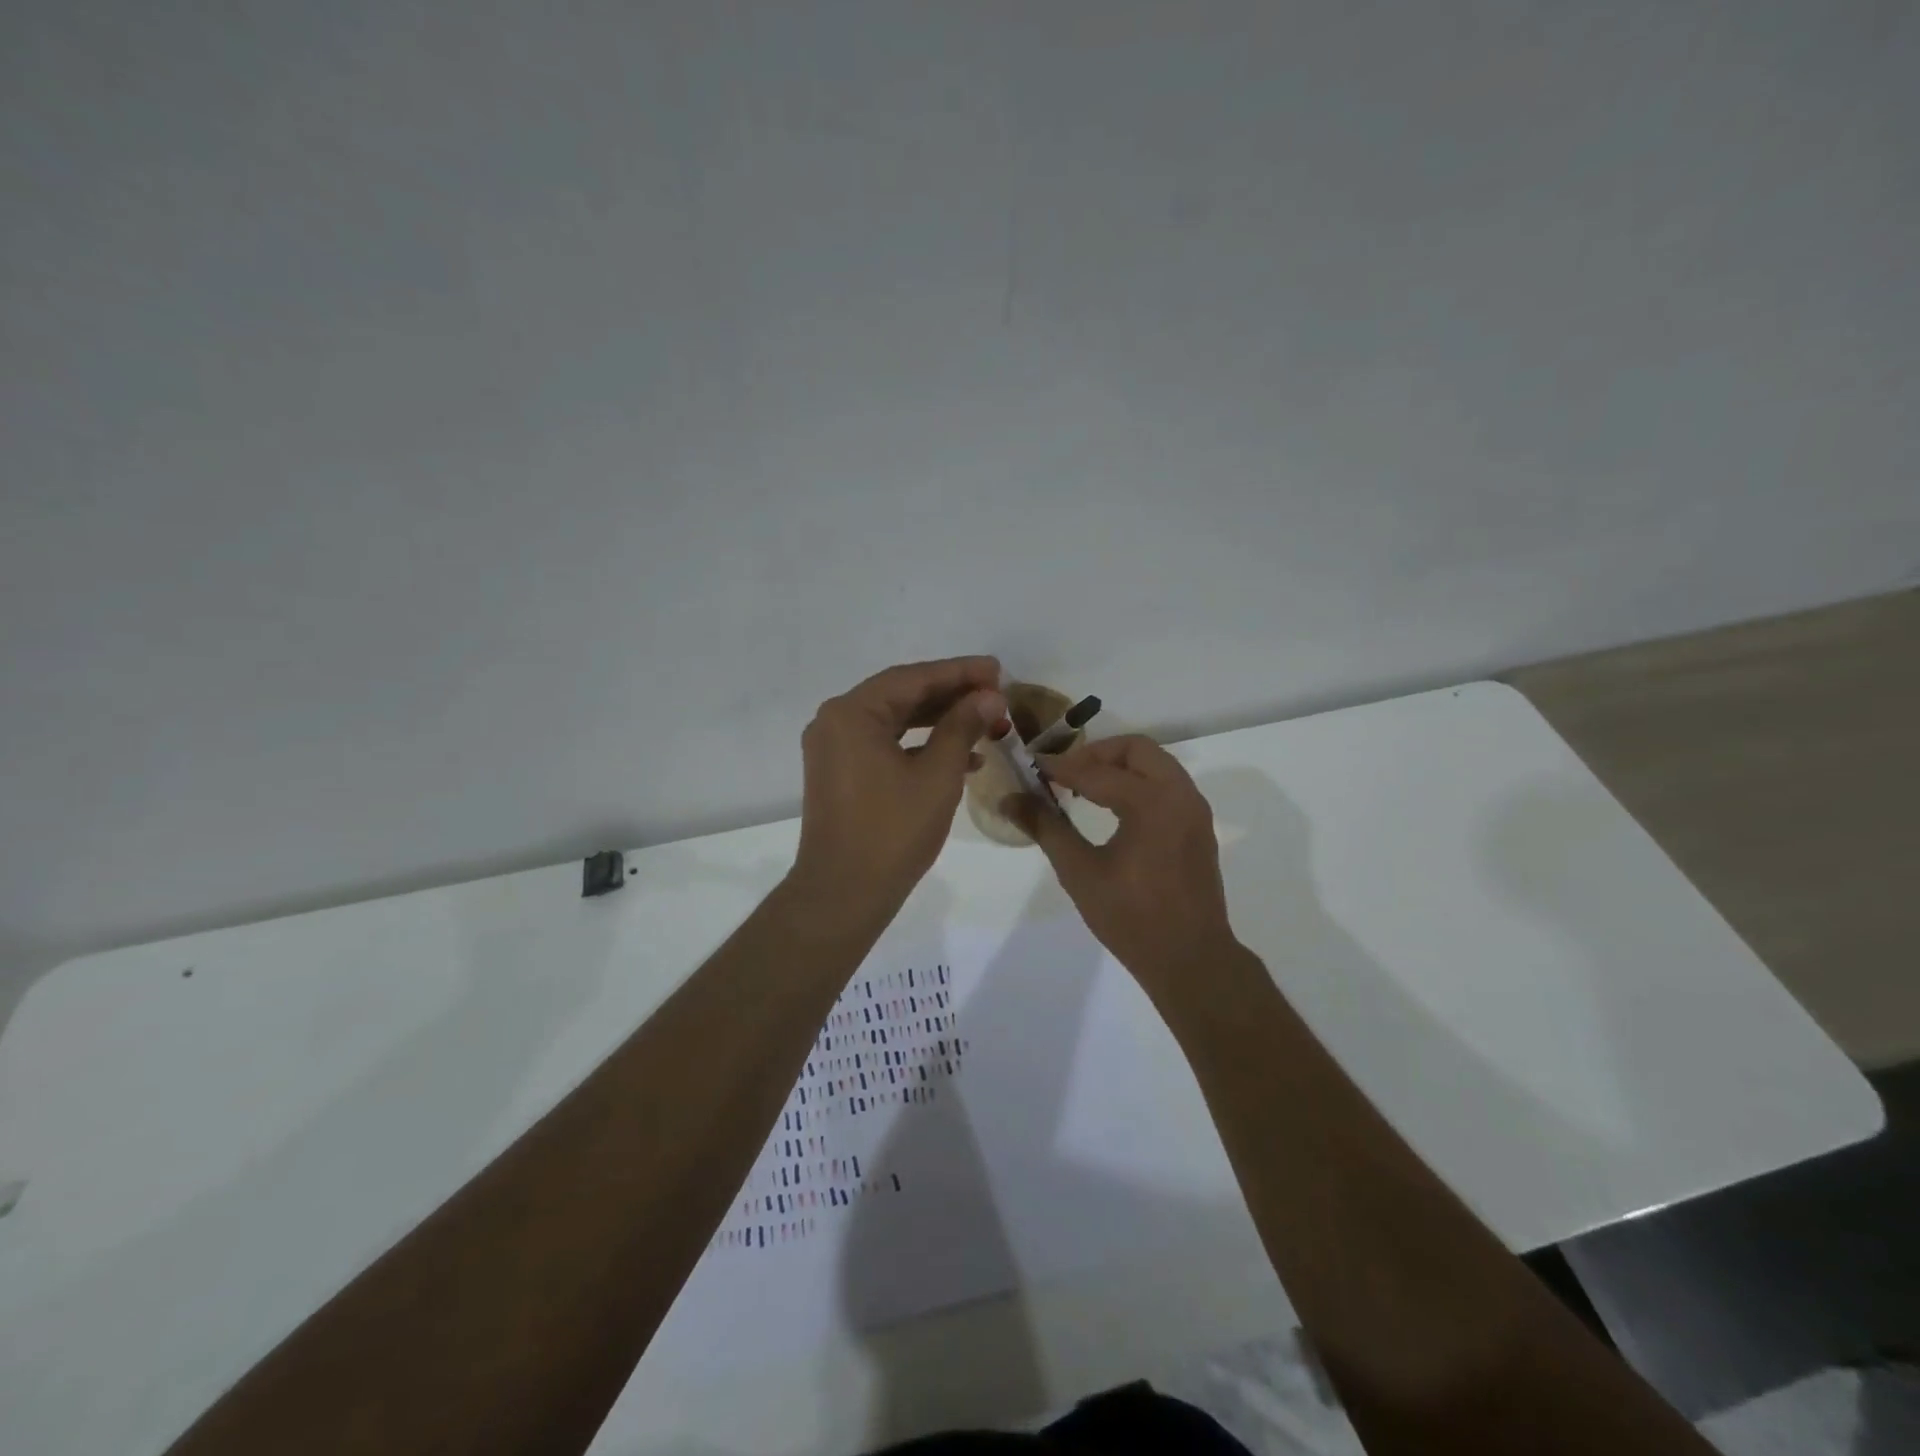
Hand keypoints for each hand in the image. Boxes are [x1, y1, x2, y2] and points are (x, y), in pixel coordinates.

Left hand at [791, 656, 1007, 925]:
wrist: (844, 894)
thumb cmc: (892, 832)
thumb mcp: (937, 775)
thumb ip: (963, 727)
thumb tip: (989, 697)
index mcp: (852, 713)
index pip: (913, 678)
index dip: (959, 672)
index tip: (997, 669)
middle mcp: (835, 722)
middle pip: (901, 696)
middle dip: (951, 695)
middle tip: (996, 693)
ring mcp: (834, 749)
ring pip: (895, 721)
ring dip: (940, 721)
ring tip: (986, 721)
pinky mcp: (840, 773)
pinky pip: (885, 745)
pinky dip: (920, 746)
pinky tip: (962, 757)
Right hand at [1005, 735, 1237, 984]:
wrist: (1191, 960)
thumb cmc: (1131, 918)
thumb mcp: (1080, 872)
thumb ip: (1046, 828)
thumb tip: (1010, 799)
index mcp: (1152, 803)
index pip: (1096, 772)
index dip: (1060, 767)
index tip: (1032, 766)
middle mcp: (1180, 795)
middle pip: (1136, 749)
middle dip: (1096, 755)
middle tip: (1064, 774)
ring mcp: (1194, 810)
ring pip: (1156, 764)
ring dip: (1119, 767)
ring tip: (1084, 789)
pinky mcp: (1198, 827)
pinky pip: (1167, 785)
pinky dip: (1139, 783)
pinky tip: (1112, 809)